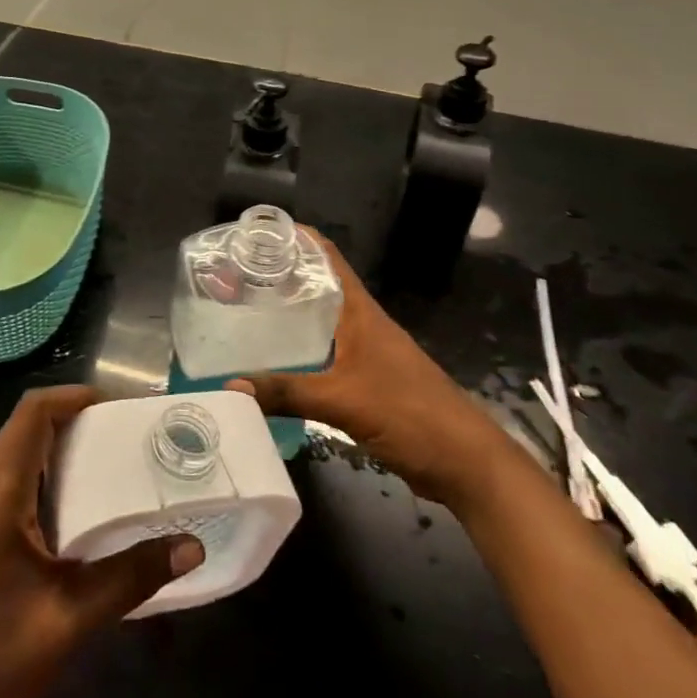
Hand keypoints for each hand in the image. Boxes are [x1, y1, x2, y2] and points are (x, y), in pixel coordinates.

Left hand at [0, 386, 204, 697]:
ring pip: (20, 454)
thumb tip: (191, 545)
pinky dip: (49, 478)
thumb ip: (130, 577)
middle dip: (78, 421)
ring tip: (117, 466)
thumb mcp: (67, 620)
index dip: (76, 397)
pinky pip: (13, 482)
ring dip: (64, 450)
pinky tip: (83, 511)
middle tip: (131, 437)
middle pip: (28, 426)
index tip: (123, 409)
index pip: (33, 411)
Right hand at [226, 231, 509, 508]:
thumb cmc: (410, 414)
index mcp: (361, 312)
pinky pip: (325, 355)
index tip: (258, 233)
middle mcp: (363, 324)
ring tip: (246, 313)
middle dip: (282, 277)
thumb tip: (230, 383)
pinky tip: (275, 362)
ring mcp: (367, 354)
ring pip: (321, 322)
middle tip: (236, 277)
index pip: (328, 257)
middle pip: (320, 287)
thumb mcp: (343, 400)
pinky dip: (300, 351)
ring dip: (290, 315)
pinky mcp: (367, 382)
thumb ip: (288, 392)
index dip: (298, 238)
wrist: (466, 464)